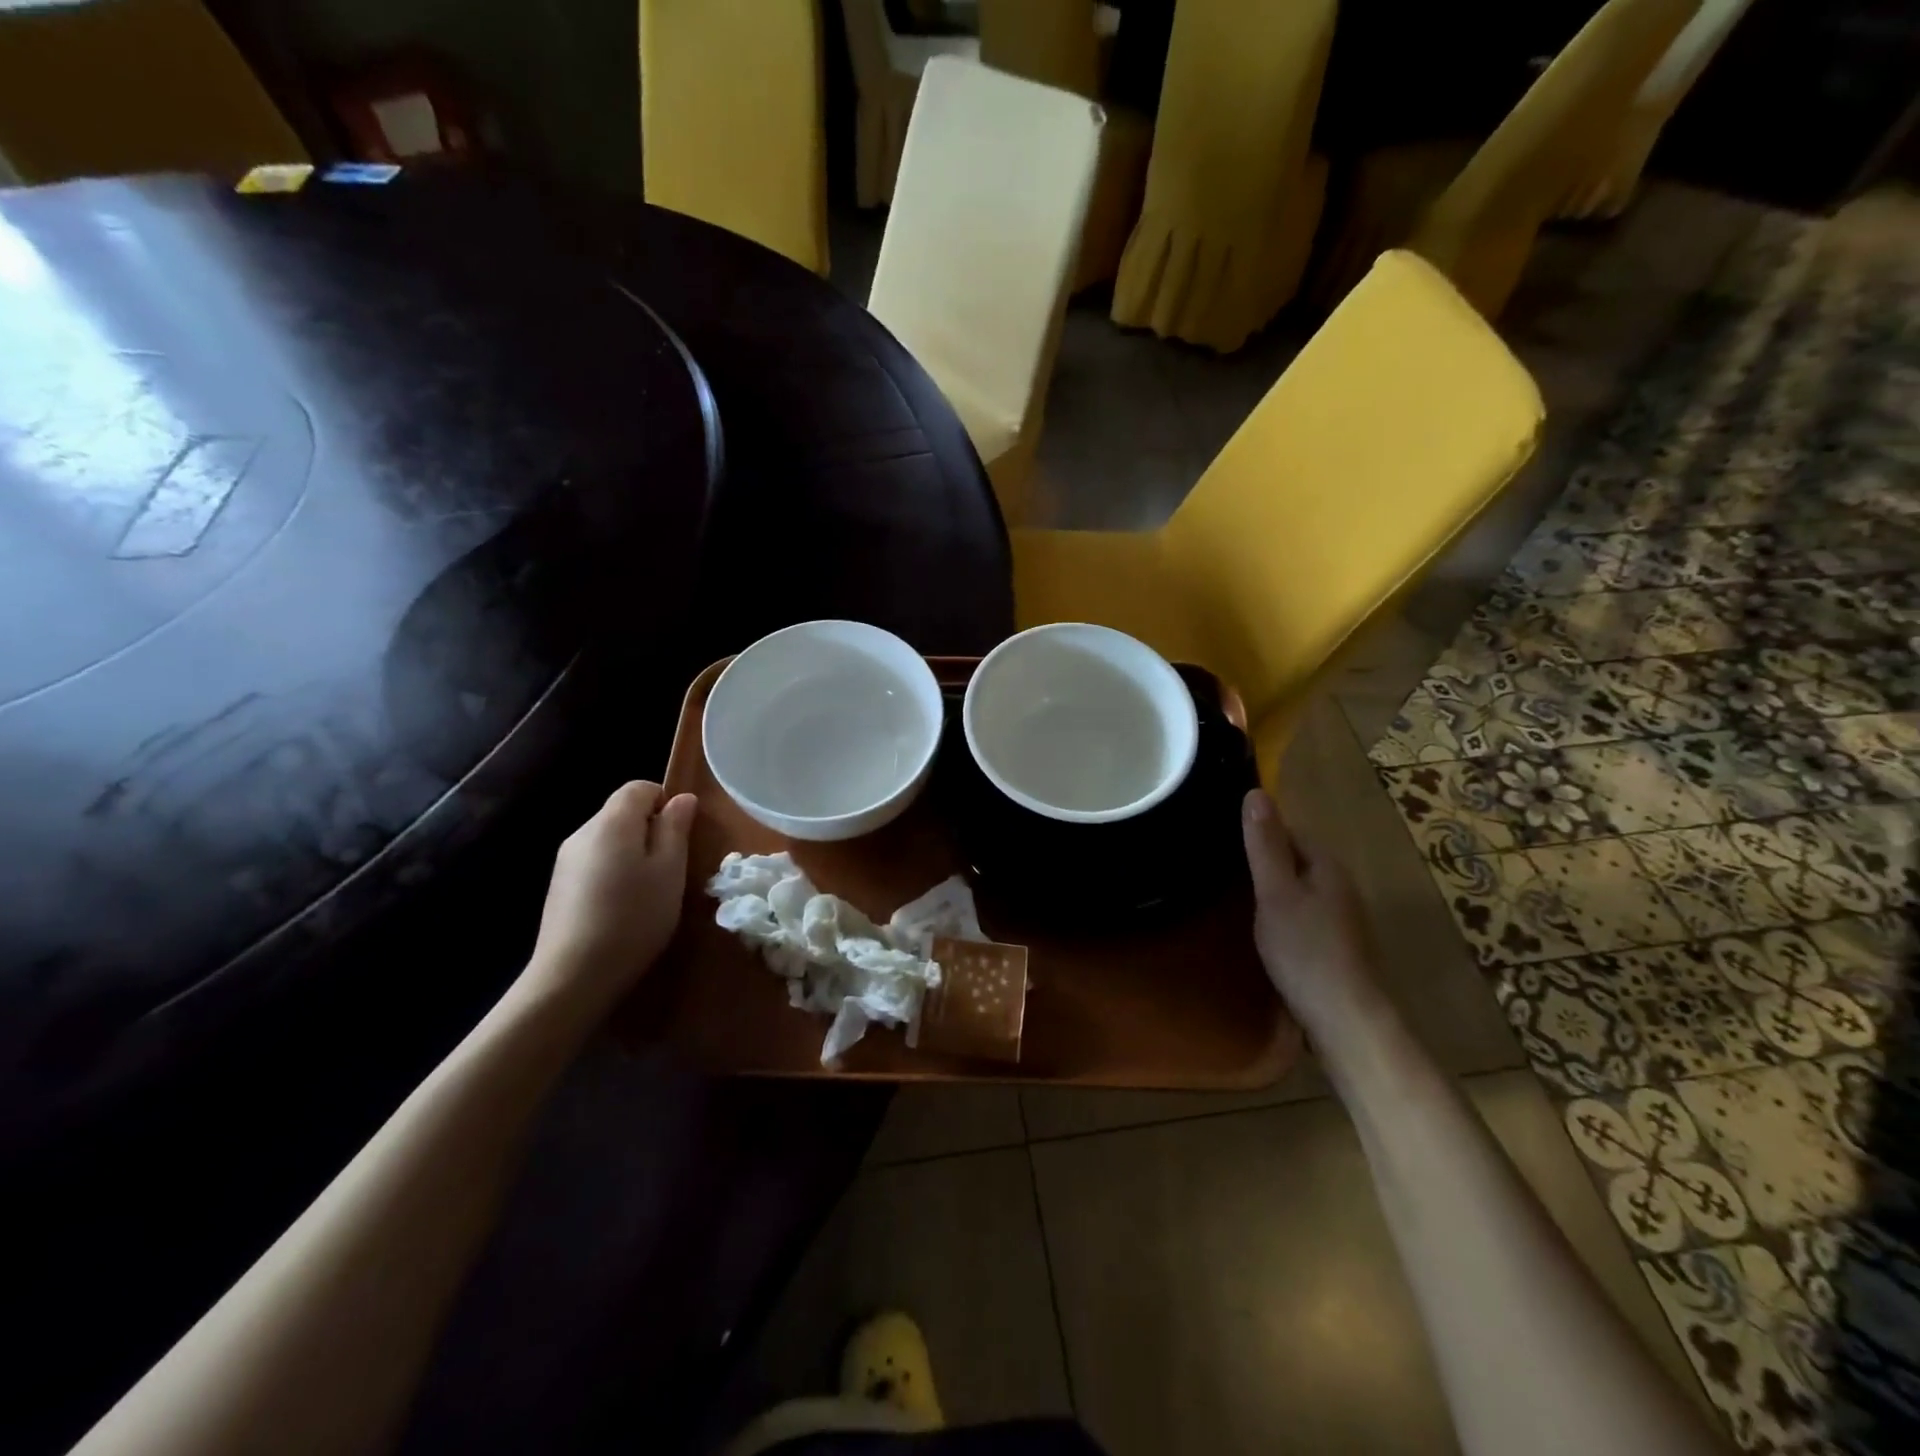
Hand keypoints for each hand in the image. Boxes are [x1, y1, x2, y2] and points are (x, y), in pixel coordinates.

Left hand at [525, 782, 697, 1012]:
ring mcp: (566, 860)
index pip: (639, 787)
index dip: (665, 802)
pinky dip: (613, 872)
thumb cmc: (634, 917)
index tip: (680, 836)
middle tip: (671, 868)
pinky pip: (594, 862)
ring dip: (632, 853)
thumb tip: (682, 798)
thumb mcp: (670, 871)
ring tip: (648, 891)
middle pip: (622, 812)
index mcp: (612, 822)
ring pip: (609, 839)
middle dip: (649, 830)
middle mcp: (583, 832)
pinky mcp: (558, 886)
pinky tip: (622, 906)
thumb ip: (675, 829)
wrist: (573, 975)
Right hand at [1241, 788, 1391, 1043]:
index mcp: (1327, 865)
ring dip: (1270, 886)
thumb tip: (1255, 792)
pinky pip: (1301, 912)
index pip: (1290, 829)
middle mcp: (1339, 884)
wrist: (1345, 1019)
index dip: (1258, 828)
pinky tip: (1260, 927)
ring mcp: (1340, 916)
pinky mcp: (1333, 944)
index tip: (1222, 836)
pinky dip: (1279, 912)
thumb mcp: (1275, 892)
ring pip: (1298, 886)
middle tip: (1219, 864)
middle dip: (1262, 857)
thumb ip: (1264, 845)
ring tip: (1231, 893)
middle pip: (1295, 857)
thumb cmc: (1305, 950)